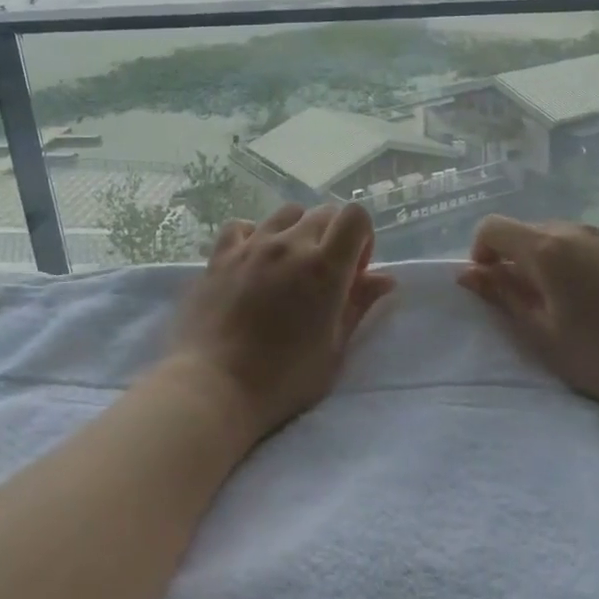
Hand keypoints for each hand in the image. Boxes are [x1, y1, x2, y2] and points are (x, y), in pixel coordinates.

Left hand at [165, 203, 395, 443]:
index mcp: (325, 267)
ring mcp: (252, 245)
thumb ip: (359, 305)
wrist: (214, 386)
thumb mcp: (333, 349)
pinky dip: (253, 235)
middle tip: (323, 277)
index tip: (354, 271)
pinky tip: (252, 262)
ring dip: (296, 232)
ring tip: (288, 268)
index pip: (355, 216)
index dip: (362, 238)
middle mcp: (290, 244)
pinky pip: (242, 226)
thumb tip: (385, 278)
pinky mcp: (220, 255)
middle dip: (333, 237)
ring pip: (285, 214)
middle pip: (323, 212)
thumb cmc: (283, 379)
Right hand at [458, 216, 598, 418]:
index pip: (492, 227)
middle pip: (524, 231)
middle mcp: (573, 230)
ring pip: (555, 237)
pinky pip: (584, 246)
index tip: (491, 287)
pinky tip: (594, 303)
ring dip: (543, 262)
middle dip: (512, 260)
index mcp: (546, 247)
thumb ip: (502, 296)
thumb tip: (467, 272)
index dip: (480, 252)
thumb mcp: (543, 334)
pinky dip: (572, 264)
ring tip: (561, 306)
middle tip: (525, 305)